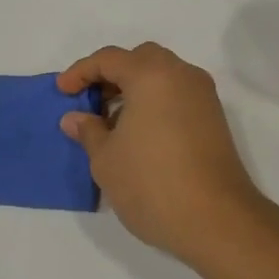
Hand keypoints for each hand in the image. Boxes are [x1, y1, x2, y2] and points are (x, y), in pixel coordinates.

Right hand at [57, 43, 266, 261]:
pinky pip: (177, 96)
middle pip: (141, 59)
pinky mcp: (214, 120)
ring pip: (163, 77)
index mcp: (152, 75)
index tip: (62, 93)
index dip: (80, 72)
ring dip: (135, 90)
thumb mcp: (106, 159)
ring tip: (111, 124)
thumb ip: (88, 131)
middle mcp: (182, 76)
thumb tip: (75, 118)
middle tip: (91, 102)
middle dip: (112, 74)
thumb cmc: (151, 183)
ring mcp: (204, 97)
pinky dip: (155, 103)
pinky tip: (139, 135)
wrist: (216, 220)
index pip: (109, 58)